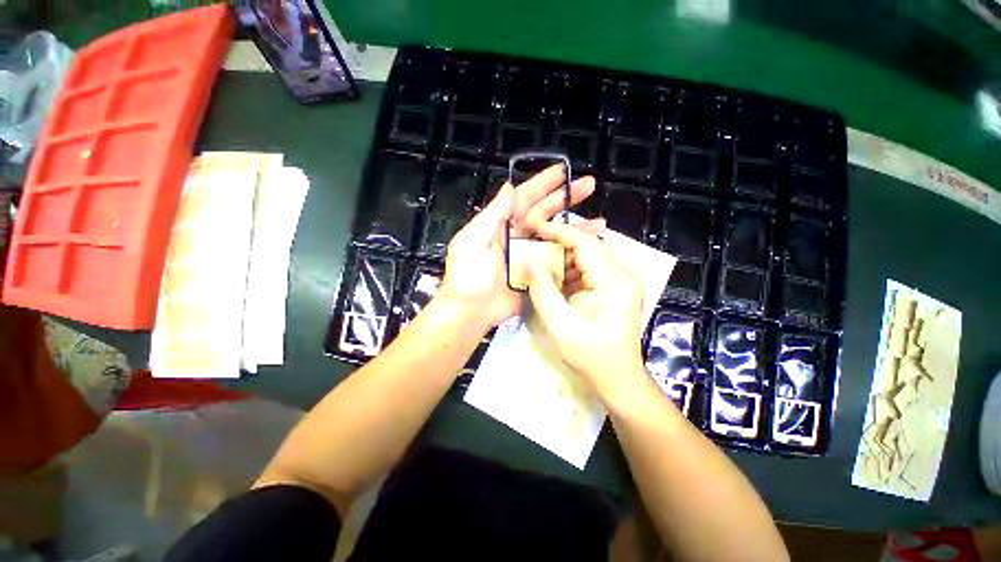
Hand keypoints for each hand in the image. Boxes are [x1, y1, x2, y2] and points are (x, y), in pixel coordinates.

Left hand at [436, 165, 598, 332]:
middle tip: (589, 186)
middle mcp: (518, 238)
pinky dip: (573, 256)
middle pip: (545, 214)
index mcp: (501, 226)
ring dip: (576, 229)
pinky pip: (557, 262)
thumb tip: (509, 187)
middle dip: (566, 199)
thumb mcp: (472, 240)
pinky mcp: (537, 275)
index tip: (562, 172)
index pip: (524, 199)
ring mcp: (529, 257)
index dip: (543, 184)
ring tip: (599, 222)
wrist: (469, 312)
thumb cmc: (467, 276)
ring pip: (555, 238)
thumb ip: (493, 215)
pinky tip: (588, 251)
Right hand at [527, 222, 647, 401]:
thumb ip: (543, 290)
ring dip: (563, 258)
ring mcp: (620, 282)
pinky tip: (554, 278)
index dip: (559, 232)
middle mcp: (622, 275)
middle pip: (588, 247)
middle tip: (533, 245)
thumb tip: (531, 261)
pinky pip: (589, 270)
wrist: (618, 379)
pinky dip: (570, 271)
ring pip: (588, 257)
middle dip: (559, 244)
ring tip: (540, 261)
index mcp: (614, 282)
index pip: (586, 243)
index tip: (534, 228)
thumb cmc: (591, 356)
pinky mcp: (615, 289)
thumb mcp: (560, 324)